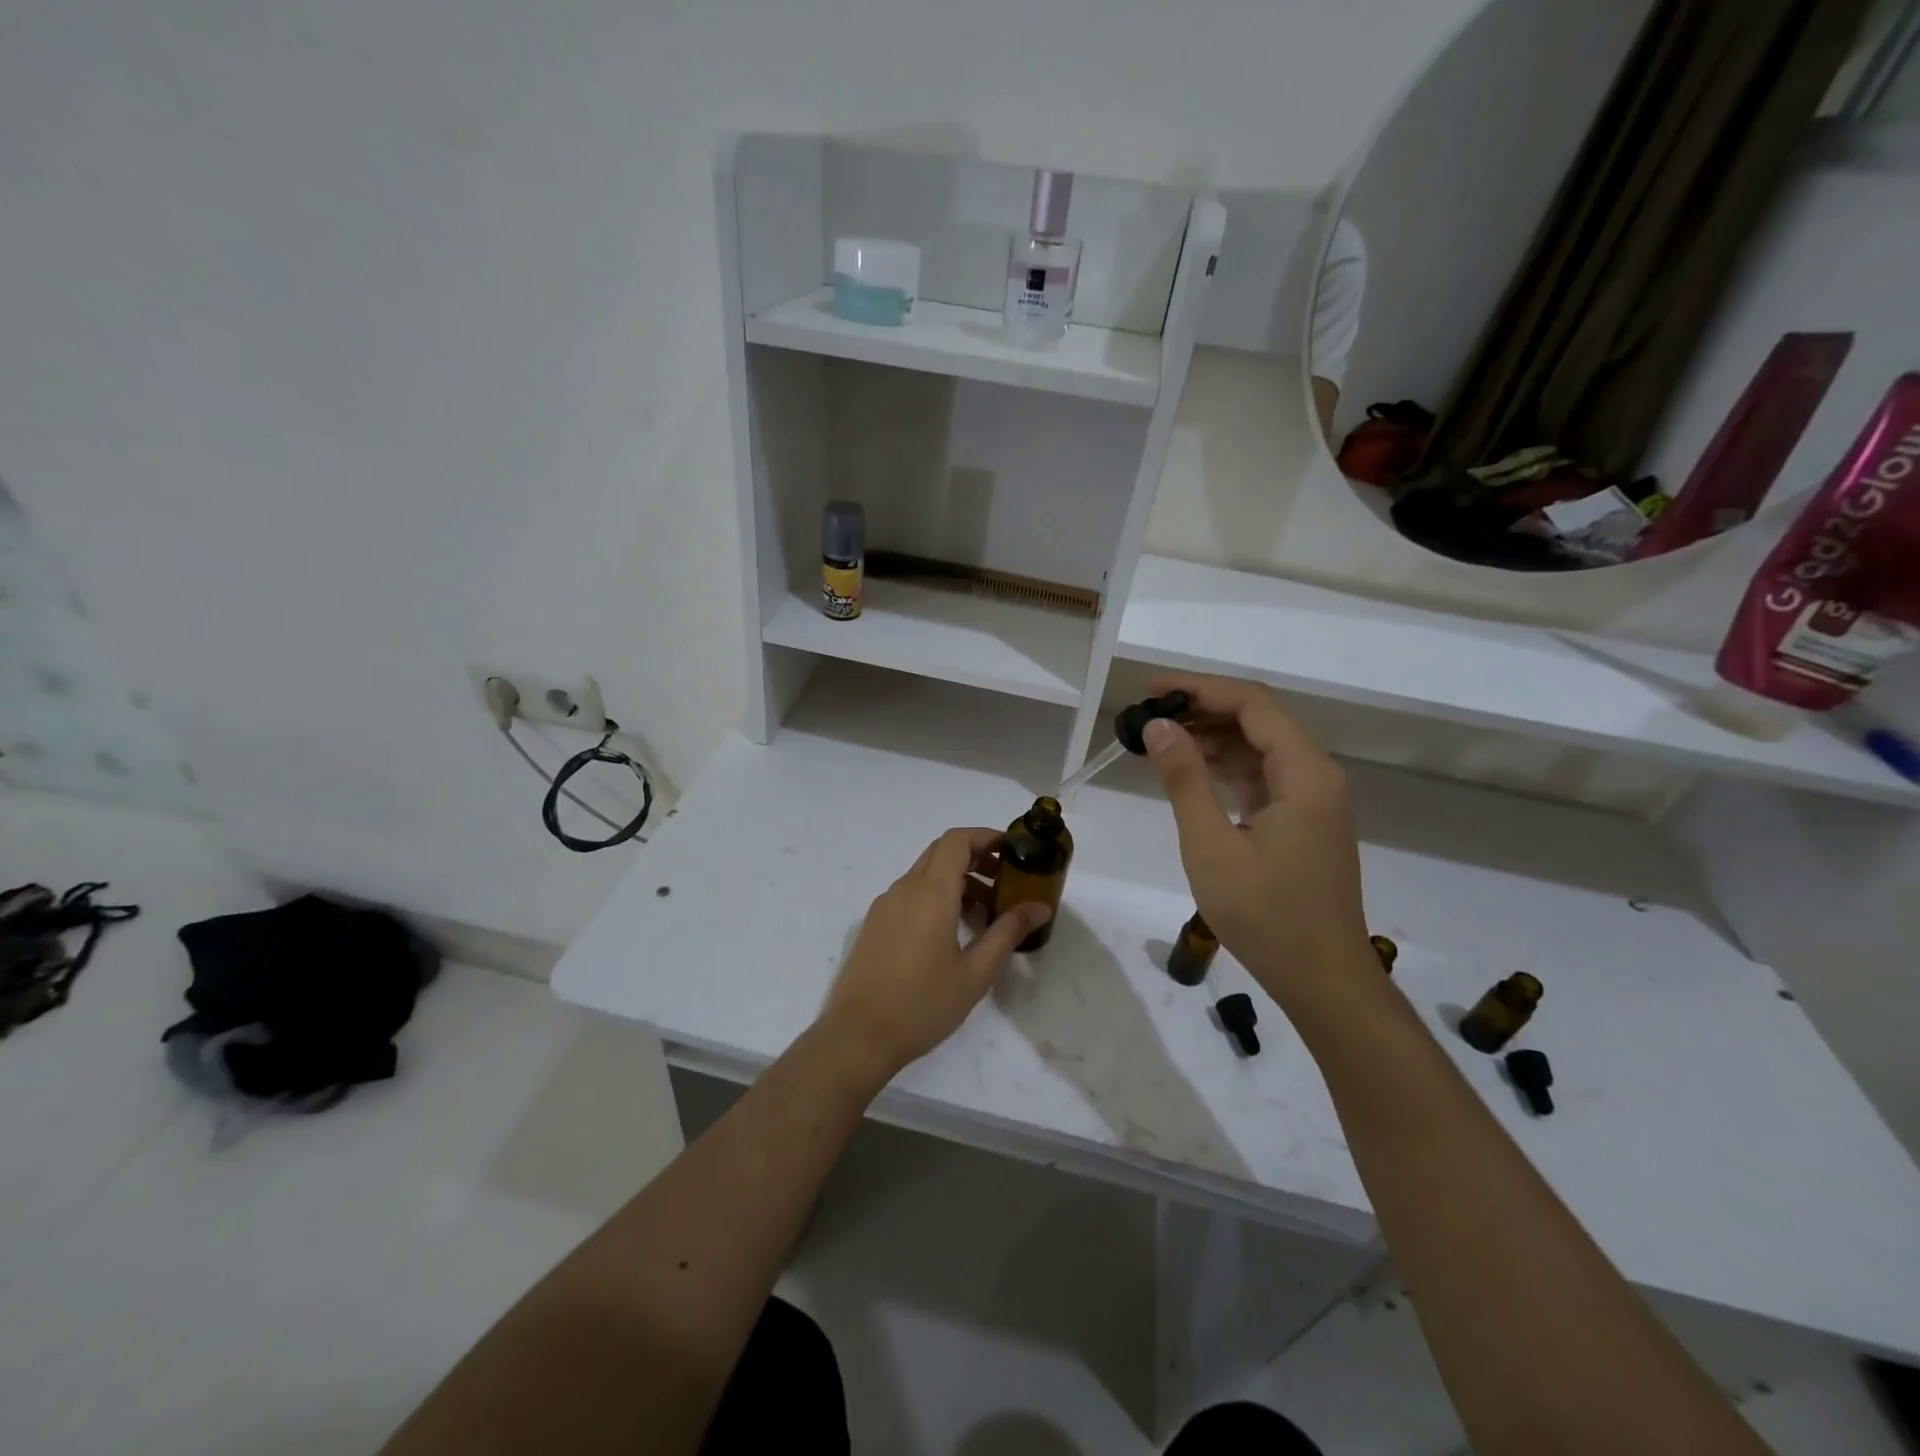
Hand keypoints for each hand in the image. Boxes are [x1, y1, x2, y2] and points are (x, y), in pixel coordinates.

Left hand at [816, 828, 1051, 1086]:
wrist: (857, 1036)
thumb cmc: (923, 1004)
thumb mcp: (975, 972)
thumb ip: (1007, 933)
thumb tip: (1039, 907)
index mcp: (931, 892)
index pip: (957, 841)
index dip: (986, 837)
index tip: (1013, 850)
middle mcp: (905, 889)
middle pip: (941, 852)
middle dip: (975, 857)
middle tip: (1005, 880)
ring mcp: (885, 906)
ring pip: (925, 874)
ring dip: (956, 880)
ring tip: (985, 913)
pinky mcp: (874, 925)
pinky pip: (910, 894)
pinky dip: (936, 896)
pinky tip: (952, 932)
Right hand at [1142, 673, 1373, 1015]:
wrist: (1321, 978)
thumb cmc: (1266, 915)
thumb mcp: (1212, 846)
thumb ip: (1185, 780)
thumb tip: (1160, 726)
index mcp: (1304, 774)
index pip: (1252, 704)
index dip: (1200, 688)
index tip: (1152, 689)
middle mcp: (1315, 775)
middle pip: (1258, 719)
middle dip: (1203, 708)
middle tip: (1148, 714)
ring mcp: (1311, 799)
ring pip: (1259, 747)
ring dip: (1212, 737)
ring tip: (1159, 737)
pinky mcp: (1301, 820)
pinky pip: (1261, 776)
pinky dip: (1225, 766)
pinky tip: (1189, 768)